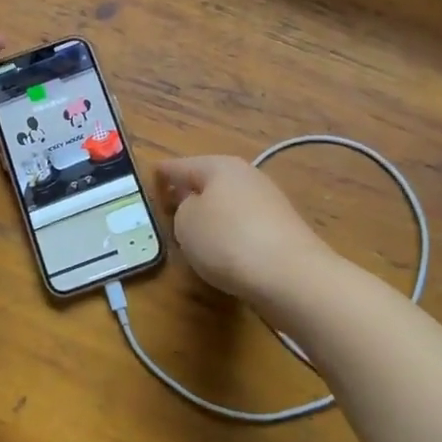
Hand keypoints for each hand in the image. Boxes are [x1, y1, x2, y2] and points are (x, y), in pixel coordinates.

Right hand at [156, 156, 337, 306]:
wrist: (291, 276)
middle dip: (189, 193)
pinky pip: (243, 227)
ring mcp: (268, 203)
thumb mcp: (186, 222)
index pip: (182, 166)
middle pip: (209, 182)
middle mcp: (247, 177)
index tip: (151, 176)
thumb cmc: (228, 240)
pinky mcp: (281, 231)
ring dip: (211, 216)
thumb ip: (183, 209)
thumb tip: (197, 209)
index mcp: (220, 166)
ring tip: (192, 235)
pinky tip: (223, 253)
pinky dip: (230, 235)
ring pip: (228, 205)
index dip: (164, 173)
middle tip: (168, 207)